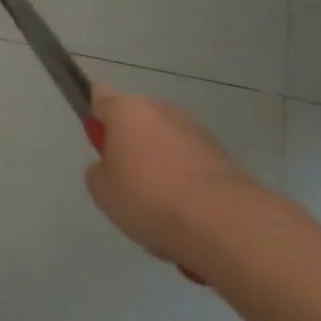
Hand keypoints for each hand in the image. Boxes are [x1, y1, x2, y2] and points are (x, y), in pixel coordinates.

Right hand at [85, 83, 261, 265]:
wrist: (224, 223)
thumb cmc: (148, 196)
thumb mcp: (101, 188)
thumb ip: (99, 170)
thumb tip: (113, 166)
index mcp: (126, 109)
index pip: (100, 97)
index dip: (96, 117)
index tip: (99, 144)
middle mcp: (163, 110)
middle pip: (137, 123)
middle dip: (131, 147)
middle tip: (126, 183)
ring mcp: (197, 132)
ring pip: (166, 146)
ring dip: (161, 167)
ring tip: (160, 209)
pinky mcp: (225, 158)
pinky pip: (192, 167)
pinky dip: (187, 185)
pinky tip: (186, 216)